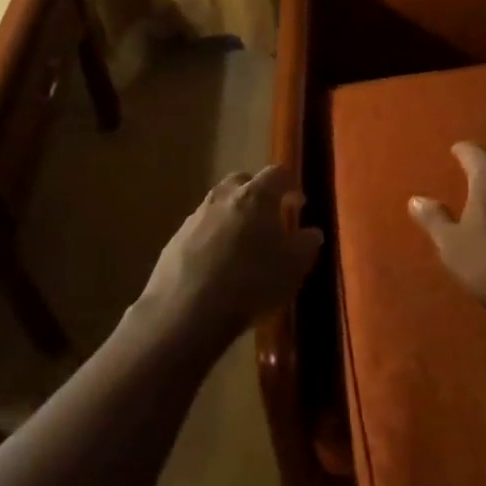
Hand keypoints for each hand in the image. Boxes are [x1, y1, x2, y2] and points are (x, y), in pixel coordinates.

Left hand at [136, 165, 323, 352]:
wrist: (186, 312)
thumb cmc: (251, 282)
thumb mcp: (294, 266)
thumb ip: (307, 243)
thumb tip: (311, 232)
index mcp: (256, 195)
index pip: (278, 173)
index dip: (291, 185)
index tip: (298, 204)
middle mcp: (224, 197)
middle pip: (243, 181)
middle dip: (257, 194)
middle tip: (268, 219)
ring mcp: (195, 217)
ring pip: (219, 205)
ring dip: (233, 217)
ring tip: (242, 246)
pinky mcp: (175, 240)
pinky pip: (200, 230)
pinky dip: (212, 239)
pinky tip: (217, 266)